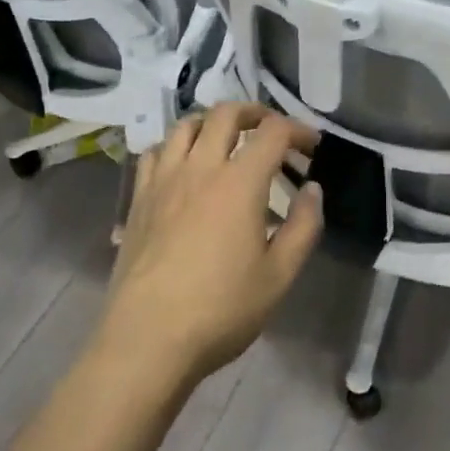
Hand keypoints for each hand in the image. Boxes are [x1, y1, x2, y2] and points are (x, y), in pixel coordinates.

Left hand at [98, 103, 322, 386]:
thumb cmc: (220, 310)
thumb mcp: (279, 276)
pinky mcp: (138, 198)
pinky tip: (182, 166)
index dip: (297, 130)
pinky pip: (155, 152)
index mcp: (239, 182)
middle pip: (225, 114)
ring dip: (212, 122)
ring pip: (186, 125)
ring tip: (226, 139)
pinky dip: (175, 146)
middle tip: (270, 129)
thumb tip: (312, 190)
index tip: (311, 145)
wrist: (147, 338)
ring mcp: (163, 180)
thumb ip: (303, 227)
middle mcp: (200, 167)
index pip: (273, 132)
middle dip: (254, 112)